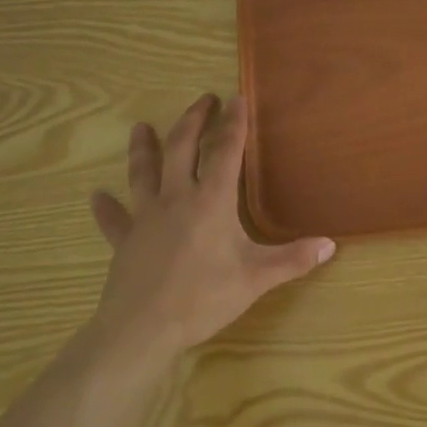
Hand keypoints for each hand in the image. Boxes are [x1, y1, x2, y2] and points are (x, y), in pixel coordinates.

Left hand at [83, 94, 334, 367]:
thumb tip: (330, 244)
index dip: (234, 123)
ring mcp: (146, 217)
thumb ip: (293, 259)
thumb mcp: (256, 279)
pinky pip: (114, 219)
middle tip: (203, 100)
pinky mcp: (124, 240)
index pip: (226, 152)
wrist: (142, 329)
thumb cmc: (203, 298)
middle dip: (193, 120)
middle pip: (182, 148)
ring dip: (144, 147)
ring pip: (143, 172)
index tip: (238, 97)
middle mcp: (177, 198)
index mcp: (211, 201)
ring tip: (141, 127)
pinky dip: (106, 207)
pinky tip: (96, 196)